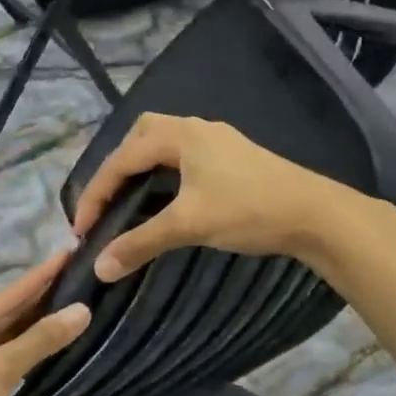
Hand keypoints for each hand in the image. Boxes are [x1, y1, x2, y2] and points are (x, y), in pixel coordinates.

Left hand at [0, 254, 90, 395]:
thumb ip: (41, 340)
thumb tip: (83, 310)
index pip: (1, 298)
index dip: (37, 279)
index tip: (66, 256)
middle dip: (36, 305)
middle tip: (75, 281)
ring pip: (0, 346)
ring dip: (32, 334)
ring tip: (68, 311)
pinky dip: (23, 361)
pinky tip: (47, 353)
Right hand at [72, 114, 375, 280]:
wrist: (314, 214)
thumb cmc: (248, 211)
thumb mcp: (188, 225)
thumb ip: (140, 242)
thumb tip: (99, 266)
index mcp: (180, 136)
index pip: (123, 158)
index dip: (96, 192)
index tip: (81, 227)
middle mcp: (196, 129)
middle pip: (141, 137)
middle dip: (117, 167)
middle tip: (106, 202)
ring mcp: (218, 141)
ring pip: (165, 144)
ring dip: (142, 168)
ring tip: (129, 200)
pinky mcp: (233, 157)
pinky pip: (184, 157)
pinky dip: (164, 173)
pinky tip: (167, 197)